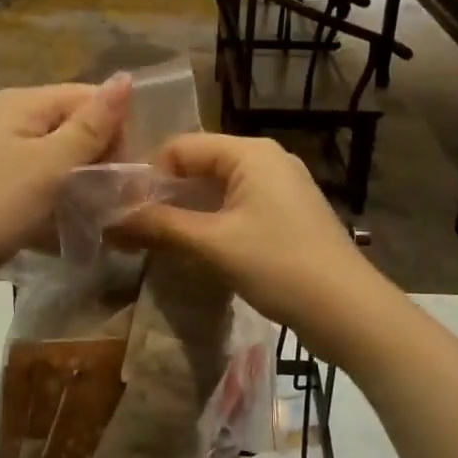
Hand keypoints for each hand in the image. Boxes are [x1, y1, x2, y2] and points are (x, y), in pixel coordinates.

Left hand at [0, 77, 131, 325]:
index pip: (87, 97)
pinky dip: (51, 207)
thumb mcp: (50, 165)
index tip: (128, 173)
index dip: (116, 129)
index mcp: (20, 103)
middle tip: (114, 203)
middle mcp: (4, 121)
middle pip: (70, 130)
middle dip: (99, 161)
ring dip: (78, 188)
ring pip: (52, 164)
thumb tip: (126, 77)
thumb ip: (91, 125)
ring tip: (94, 222)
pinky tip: (61, 234)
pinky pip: (31, 190)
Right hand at [115, 133, 390, 355]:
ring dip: (189, 212)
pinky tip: (198, 250)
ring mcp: (282, 187)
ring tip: (159, 242)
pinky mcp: (289, 214)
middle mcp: (268, 159)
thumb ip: (160, 227)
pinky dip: (214, 223)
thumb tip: (109, 221)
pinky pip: (240, 207)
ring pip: (220, 189)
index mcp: (250, 153)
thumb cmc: (279, 266)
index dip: (149, 176)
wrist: (348, 310)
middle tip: (135, 229)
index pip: (182, 146)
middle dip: (167, 195)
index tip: (124, 211)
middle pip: (201, 165)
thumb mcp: (213, 244)